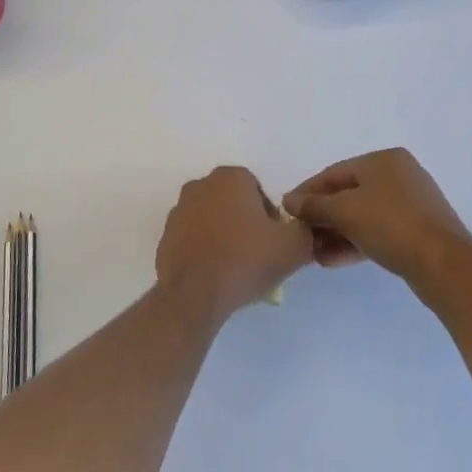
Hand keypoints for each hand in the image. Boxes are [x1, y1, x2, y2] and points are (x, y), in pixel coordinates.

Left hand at [156, 167, 313, 318]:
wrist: (195, 293)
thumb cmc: (246, 259)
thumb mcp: (295, 245)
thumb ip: (305, 229)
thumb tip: (299, 229)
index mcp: (230, 178)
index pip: (259, 192)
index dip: (271, 219)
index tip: (273, 243)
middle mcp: (200, 186)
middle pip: (234, 205)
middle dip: (246, 226)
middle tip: (258, 257)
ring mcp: (178, 211)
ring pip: (212, 222)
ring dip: (224, 238)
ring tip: (236, 270)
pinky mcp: (165, 237)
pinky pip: (193, 241)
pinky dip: (204, 252)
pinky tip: (215, 275)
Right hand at [283, 148, 471, 284]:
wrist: (443, 264)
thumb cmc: (390, 225)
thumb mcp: (344, 212)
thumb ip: (313, 205)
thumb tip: (288, 201)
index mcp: (383, 160)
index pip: (333, 173)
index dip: (306, 193)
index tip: (287, 213)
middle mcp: (398, 175)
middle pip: (348, 194)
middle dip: (322, 217)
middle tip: (301, 237)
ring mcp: (410, 203)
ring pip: (362, 215)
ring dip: (335, 233)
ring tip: (314, 255)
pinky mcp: (416, 230)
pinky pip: (377, 230)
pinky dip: (355, 241)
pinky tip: (333, 260)